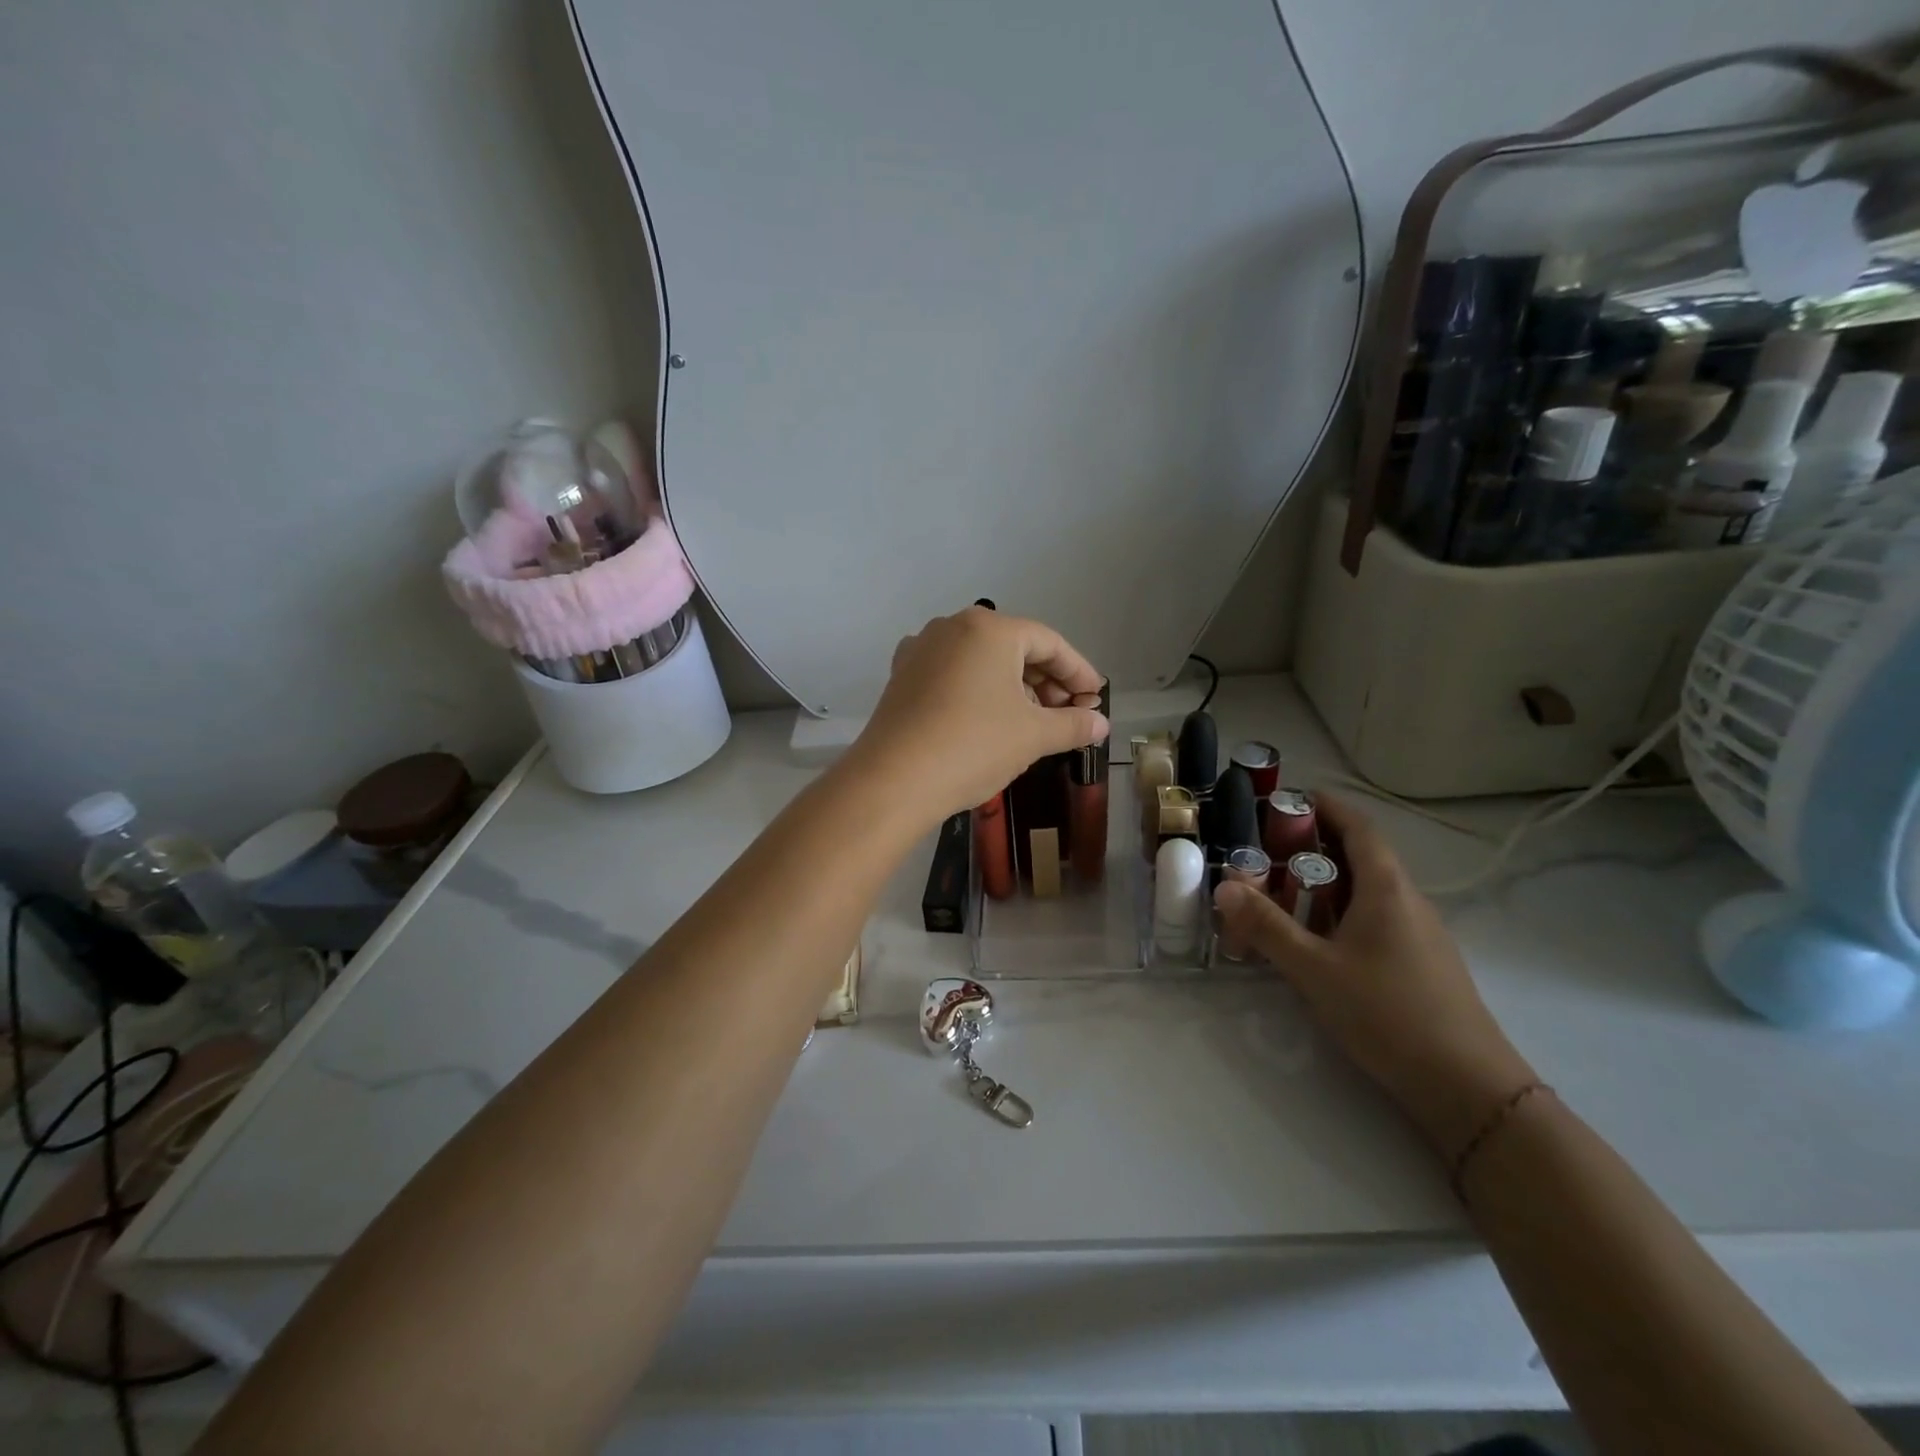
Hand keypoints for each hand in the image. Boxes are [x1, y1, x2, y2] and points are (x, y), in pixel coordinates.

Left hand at [845, 607, 1107, 828]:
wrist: (893, 780)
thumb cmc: (974, 746)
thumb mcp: (1033, 736)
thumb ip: (1073, 725)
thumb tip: (1101, 724)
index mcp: (990, 628)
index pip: (1049, 643)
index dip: (1079, 672)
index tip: (1096, 699)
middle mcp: (952, 627)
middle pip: (1014, 648)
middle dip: (1047, 682)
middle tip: (1069, 715)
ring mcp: (922, 649)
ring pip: (982, 661)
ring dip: (1014, 687)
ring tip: (1034, 721)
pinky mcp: (902, 676)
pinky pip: (953, 674)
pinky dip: (978, 691)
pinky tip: (989, 718)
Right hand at [1212, 794, 1534, 1158]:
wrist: (1467, 1086)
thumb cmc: (1387, 1014)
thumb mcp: (1314, 969)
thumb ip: (1267, 926)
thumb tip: (1224, 886)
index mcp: (1387, 889)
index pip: (1359, 827)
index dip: (1327, 806)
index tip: (1291, 797)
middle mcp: (1409, 901)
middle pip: (1363, 856)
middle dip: (1318, 845)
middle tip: (1270, 849)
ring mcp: (1421, 933)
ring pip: (1370, 891)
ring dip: (1329, 882)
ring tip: (1285, 892)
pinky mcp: (1423, 963)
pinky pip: (1378, 918)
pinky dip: (1344, 912)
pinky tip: (1320, 941)